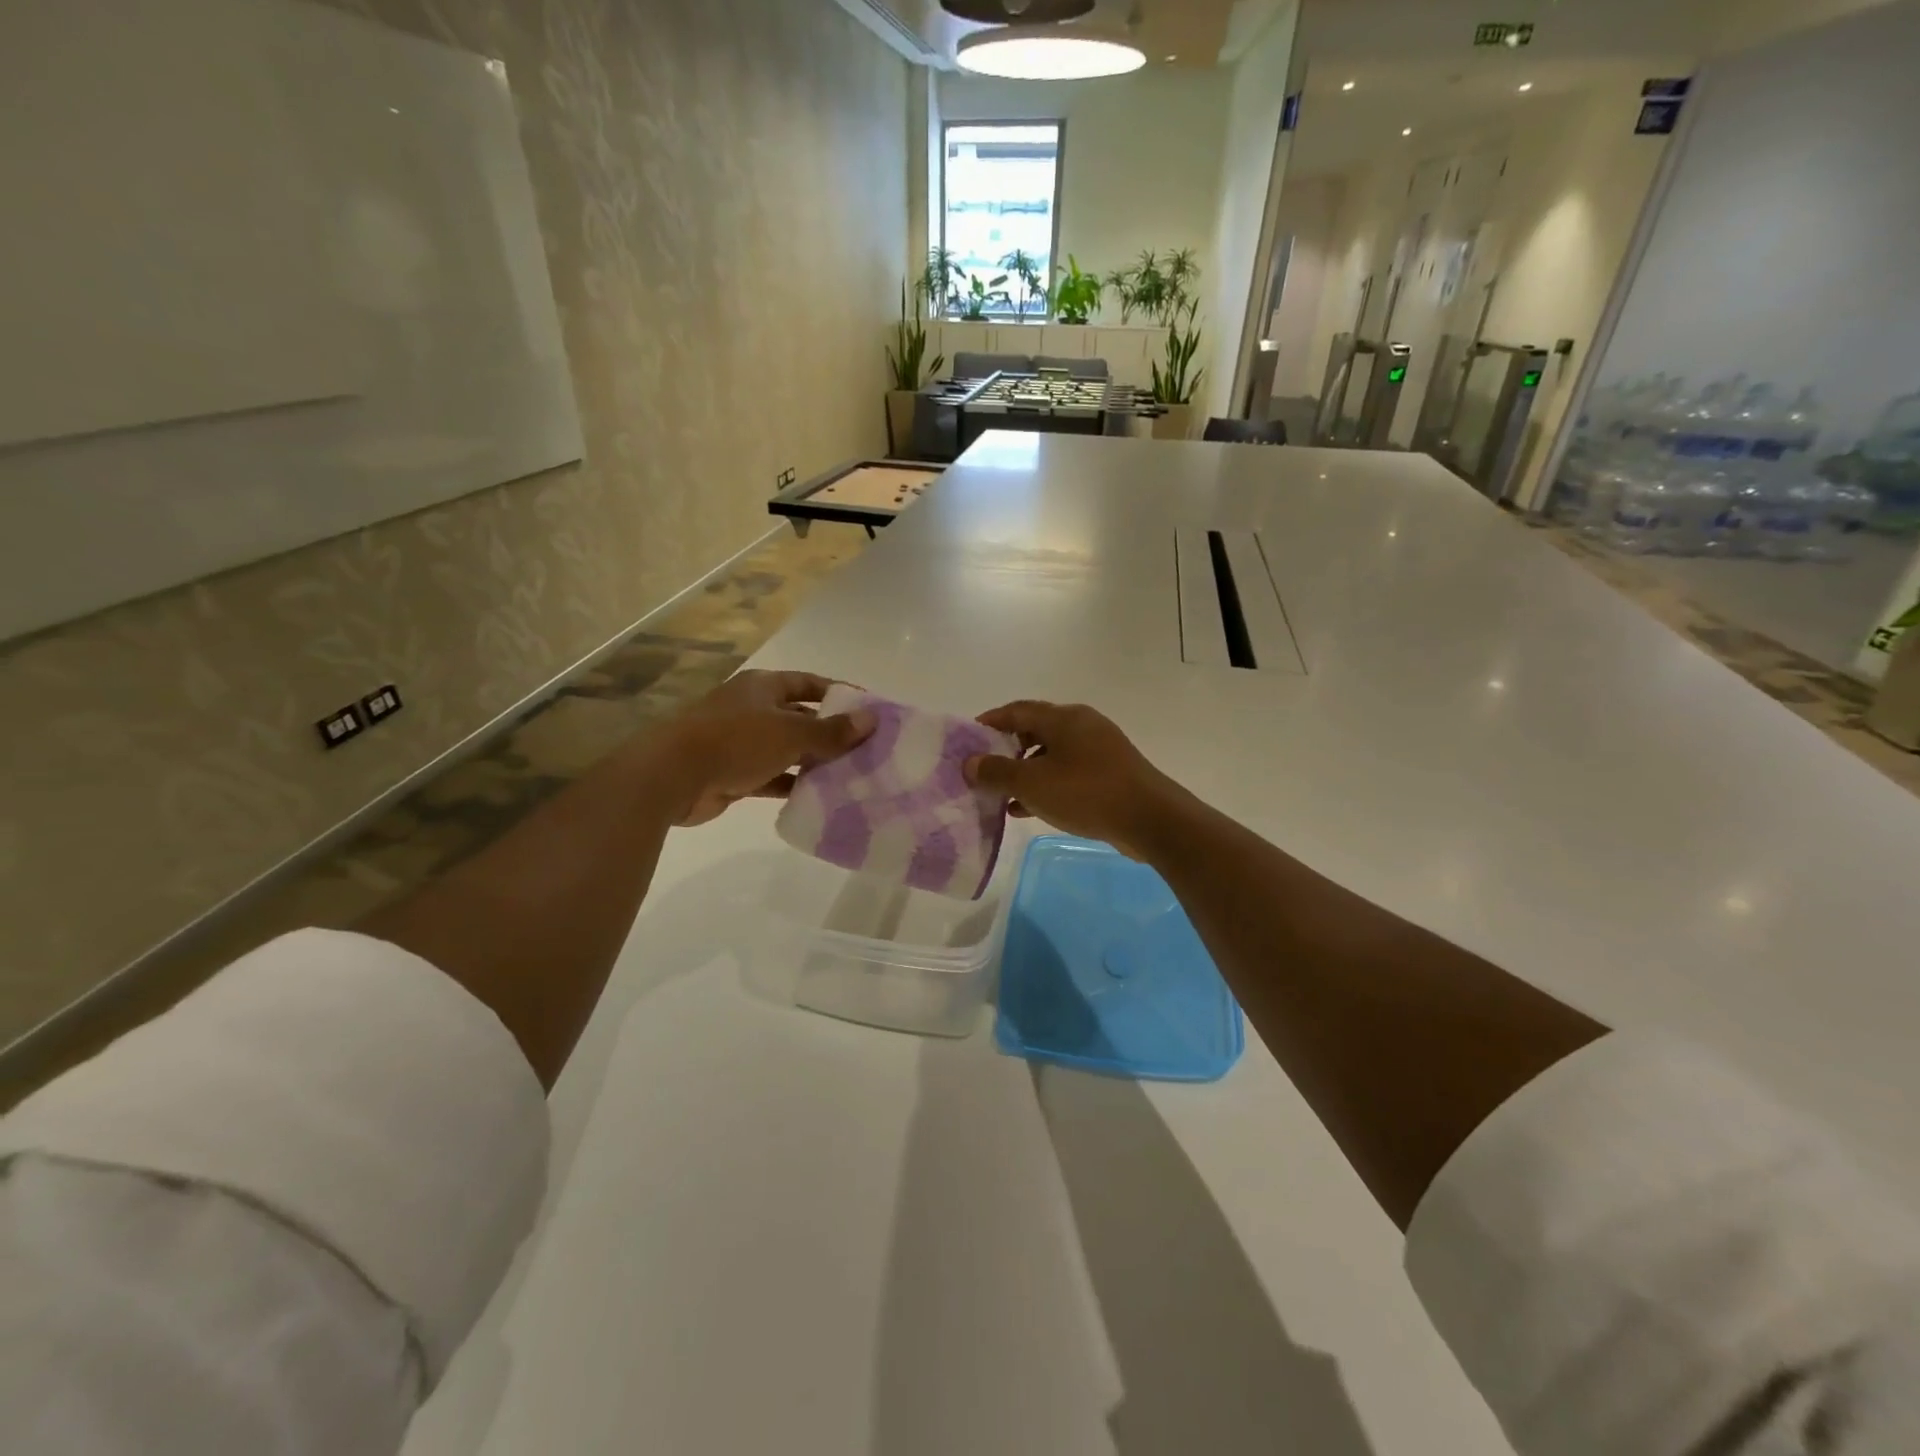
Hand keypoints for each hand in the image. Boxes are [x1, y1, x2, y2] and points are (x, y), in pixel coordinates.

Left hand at [655, 670, 873, 826]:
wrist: (672, 776)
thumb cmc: (735, 741)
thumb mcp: (790, 733)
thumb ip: (832, 731)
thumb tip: (872, 720)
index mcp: (763, 687)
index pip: (809, 684)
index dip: (839, 695)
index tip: (868, 711)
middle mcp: (752, 709)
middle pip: (800, 717)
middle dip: (830, 732)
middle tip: (866, 749)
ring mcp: (741, 742)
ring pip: (787, 750)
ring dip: (813, 761)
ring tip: (850, 775)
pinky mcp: (734, 774)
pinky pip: (772, 777)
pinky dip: (792, 785)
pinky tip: (819, 797)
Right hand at [963, 701, 1187, 860]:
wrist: (1150, 819)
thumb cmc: (1086, 793)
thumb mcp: (1032, 783)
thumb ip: (996, 772)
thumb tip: (970, 762)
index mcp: (1063, 718)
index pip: (1017, 710)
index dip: (990, 722)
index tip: (968, 739)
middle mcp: (1082, 725)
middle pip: (1035, 730)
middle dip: (1006, 750)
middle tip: (984, 769)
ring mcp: (1100, 749)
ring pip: (1051, 755)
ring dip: (1025, 772)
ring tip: (1002, 795)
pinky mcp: (1110, 773)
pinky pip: (1068, 773)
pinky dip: (1046, 785)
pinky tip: (1028, 809)